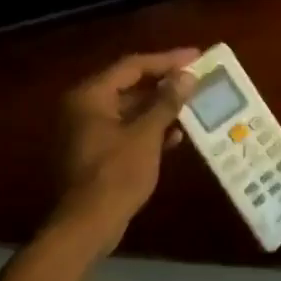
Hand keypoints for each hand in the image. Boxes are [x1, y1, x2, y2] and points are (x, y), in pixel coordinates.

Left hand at [51, 50, 198, 253]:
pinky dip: (148, 130)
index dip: (166, 60)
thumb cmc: (116, 174)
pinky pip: (125, 130)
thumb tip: (187, 76)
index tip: (196, 57)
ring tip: (192, 104)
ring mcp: (87, 131)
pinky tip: (175, 136)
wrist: (88, 223)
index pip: (132, 66)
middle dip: (164, 83)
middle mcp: (84, 108)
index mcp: (90, 96)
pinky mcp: (95, 152)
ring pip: (129, 109)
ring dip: (159, 107)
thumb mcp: (146, 136)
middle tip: (196, 78)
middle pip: (129, 85)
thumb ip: (166, 103)